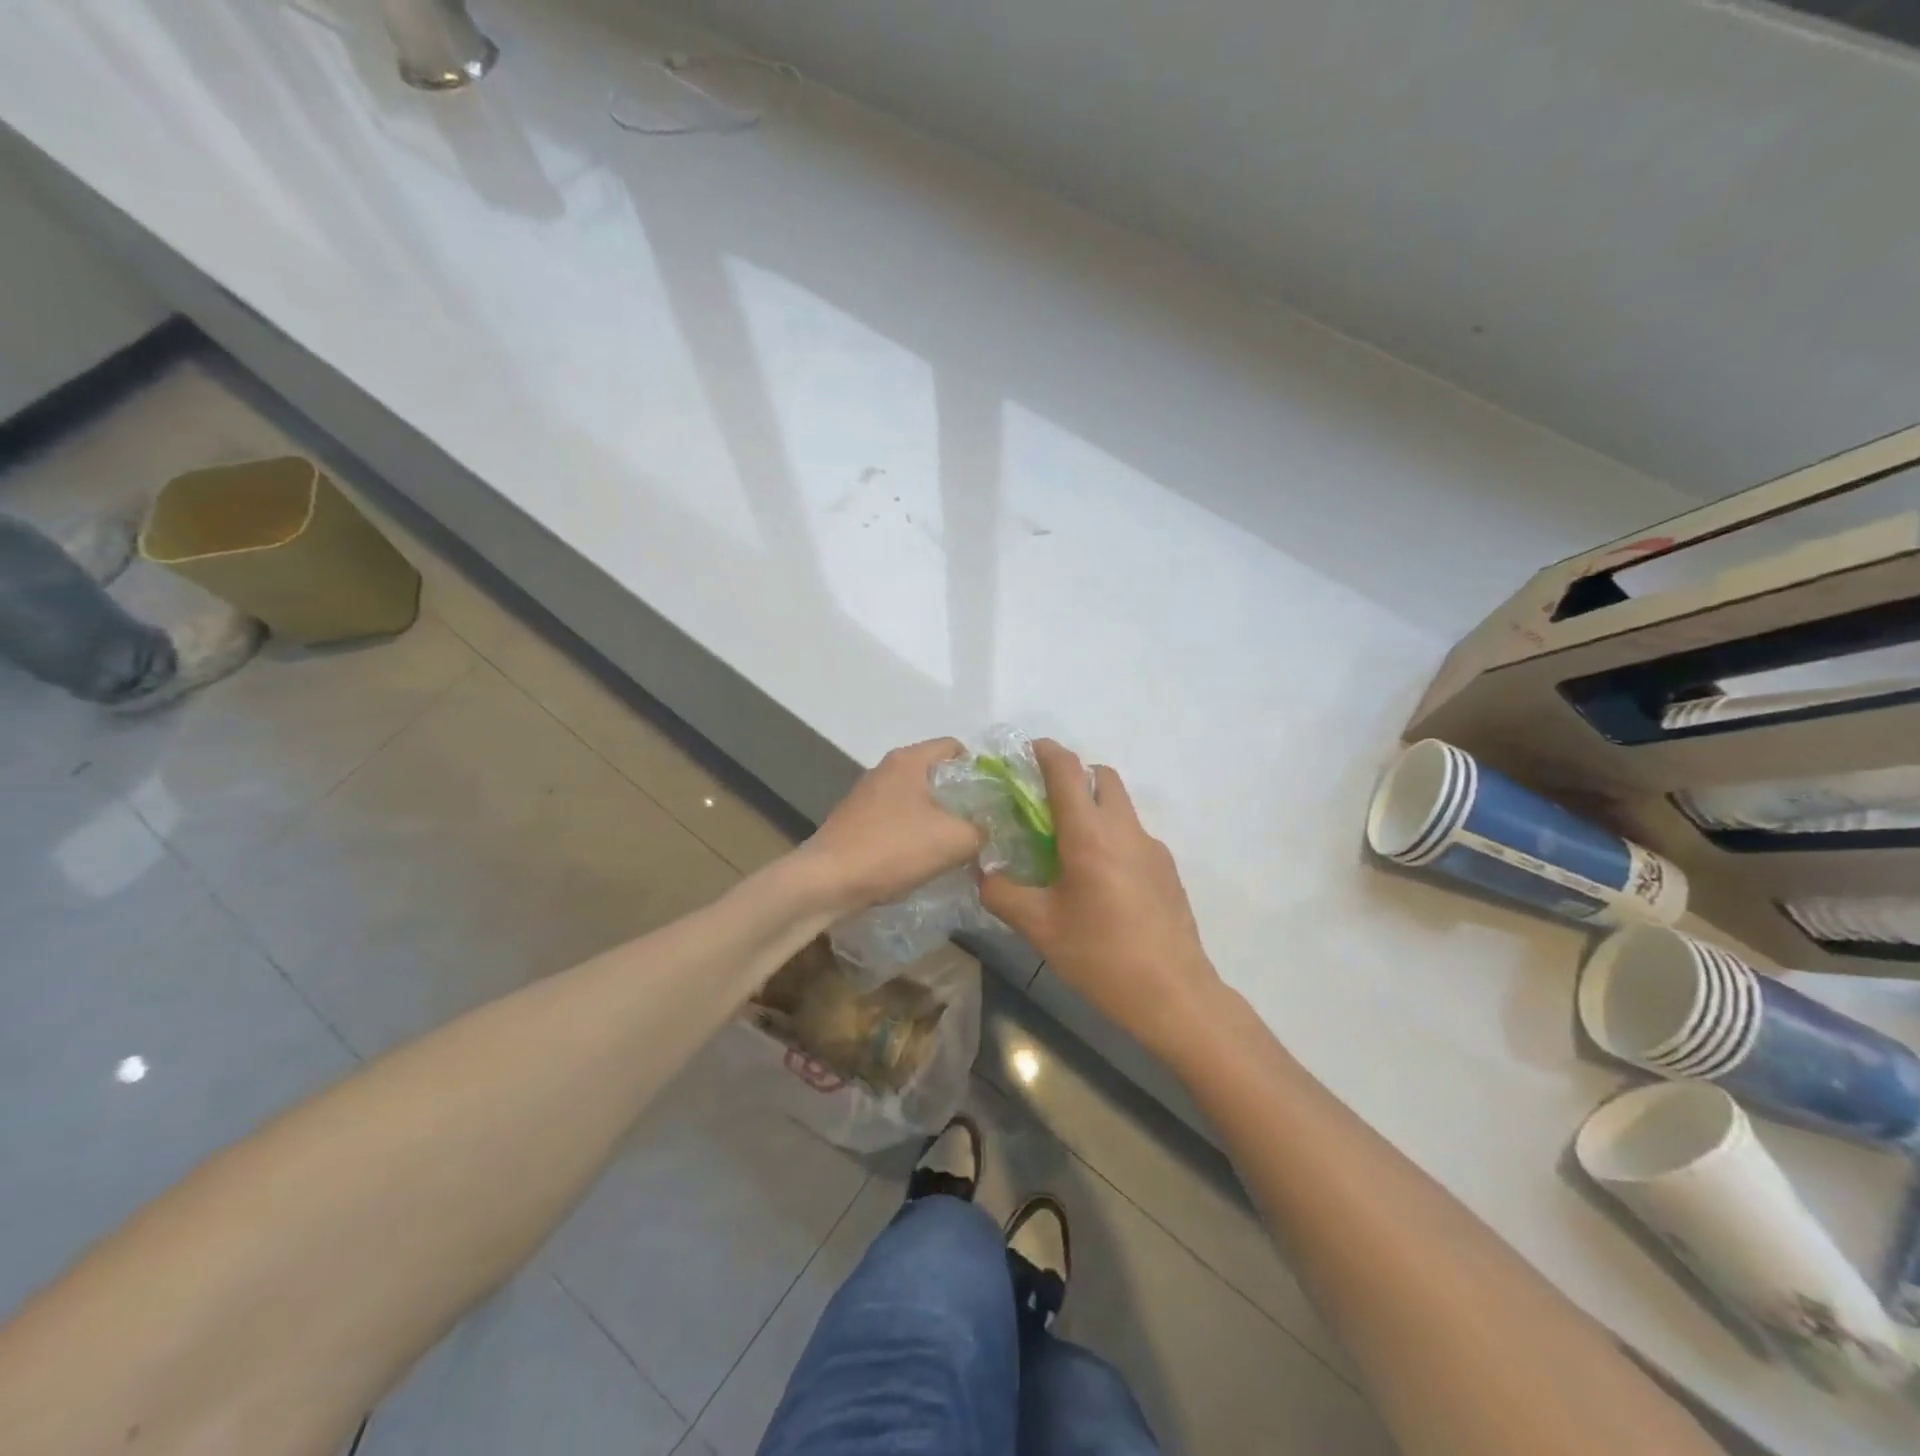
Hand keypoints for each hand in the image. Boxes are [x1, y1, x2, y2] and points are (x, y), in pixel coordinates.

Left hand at [800, 738, 983, 914]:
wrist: (827, 882)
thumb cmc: (893, 849)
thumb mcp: (955, 840)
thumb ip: (982, 829)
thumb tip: (988, 829)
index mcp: (909, 760)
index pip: (956, 747)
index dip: (981, 770)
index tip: (995, 799)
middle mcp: (887, 769)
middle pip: (937, 774)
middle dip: (961, 798)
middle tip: (982, 825)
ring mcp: (868, 795)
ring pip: (918, 799)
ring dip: (938, 819)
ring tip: (957, 846)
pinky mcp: (858, 821)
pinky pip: (898, 819)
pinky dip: (915, 834)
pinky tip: (924, 859)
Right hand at [981, 741, 1222, 1057]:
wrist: (1174, 994)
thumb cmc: (1100, 957)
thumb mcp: (1039, 928)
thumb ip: (1002, 893)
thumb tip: (983, 873)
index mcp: (1089, 835)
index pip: (1067, 771)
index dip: (1047, 752)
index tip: (1028, 751)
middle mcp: (1125, 830)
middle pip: (1102, 777)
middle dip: (1074, 776)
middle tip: (1046, 804)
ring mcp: (1153, 848)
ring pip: (1121, 807)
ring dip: (1095, 809)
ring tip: (1069, 849)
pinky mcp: (1168, 870)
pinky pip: (1134, 837)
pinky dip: (1112, 838)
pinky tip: (1101, 883)